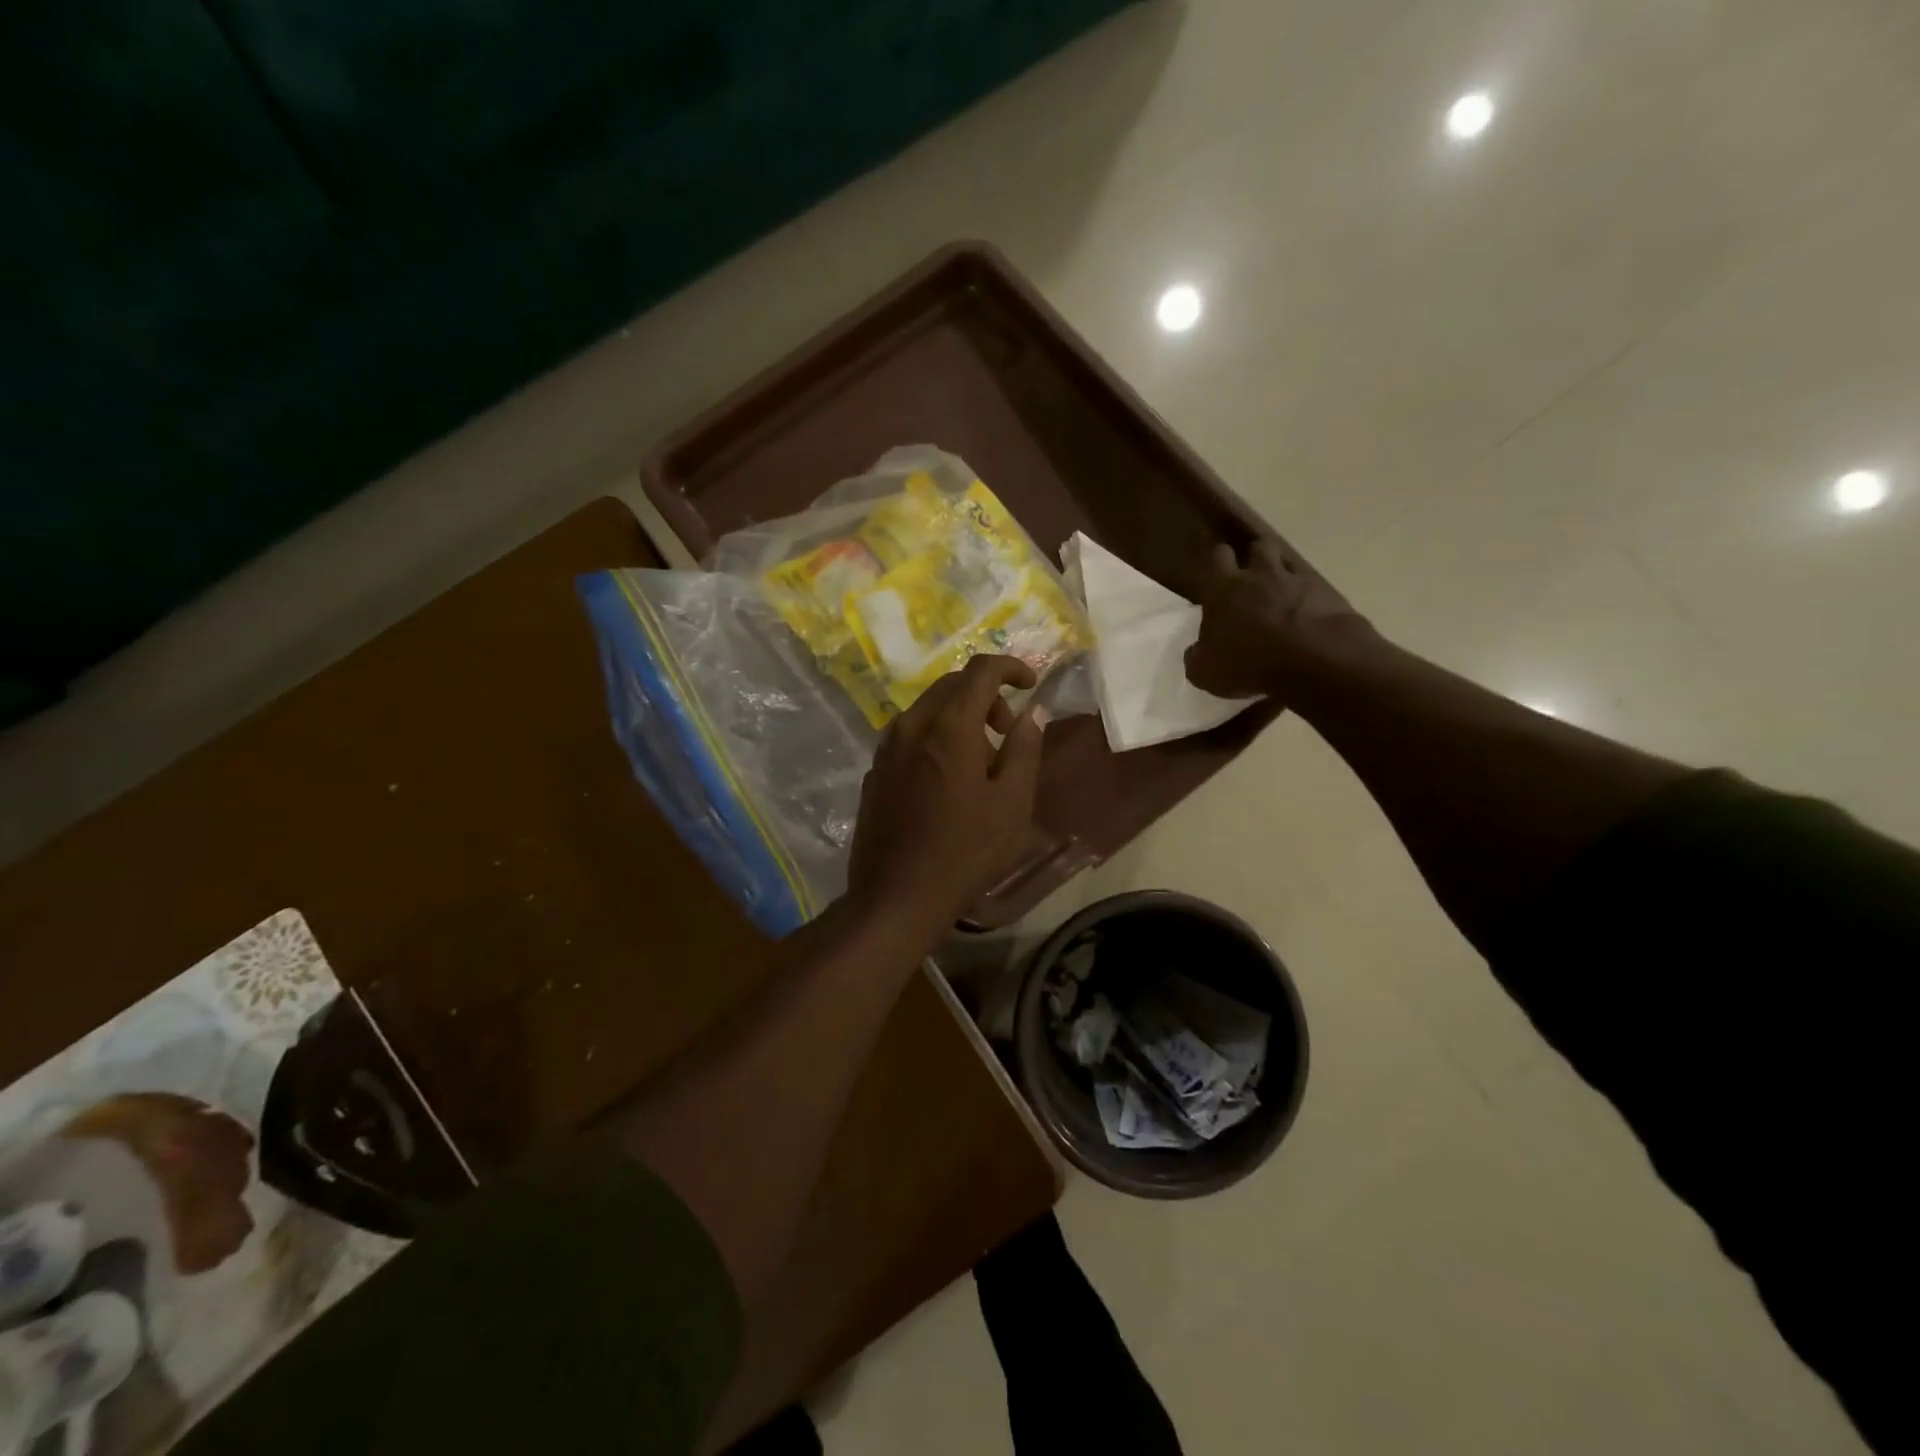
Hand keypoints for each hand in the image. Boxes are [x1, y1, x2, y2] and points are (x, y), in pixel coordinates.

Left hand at [846, 655, 1047, 934]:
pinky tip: (948, 779)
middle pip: (951, 685)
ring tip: (982, 760)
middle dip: (986, 695)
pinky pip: (910, 735)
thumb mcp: (1012, 802)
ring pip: (928, 709)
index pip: (980, 670)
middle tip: (1009, 729)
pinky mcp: (874, 770)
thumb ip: (1024, 748)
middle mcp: (911, 725)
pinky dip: (936, 737)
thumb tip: (1033, 711)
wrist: (896, 896)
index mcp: (948, 726)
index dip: (1011, 667)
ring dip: (960, 717)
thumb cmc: (965, 851)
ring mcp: (886, 747)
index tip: (1032, 684)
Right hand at [1184, 536, 1373, 698]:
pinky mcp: (1328, 595)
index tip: (1220, 575)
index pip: (1218, 557)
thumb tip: (1196, 651)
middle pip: (1259, 548)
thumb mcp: (1205, 672)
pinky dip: (1311, 602)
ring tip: (1283, 600)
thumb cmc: (1248, 663)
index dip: (1219, 563)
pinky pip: (1316, 591)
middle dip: (1255, 559)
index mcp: (1225, 588)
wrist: (1314, 661)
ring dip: (1285, 577)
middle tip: (1253, 581)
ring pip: (1289, 565)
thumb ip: (1197, 657)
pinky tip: (1309, 622)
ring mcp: (1298, 582)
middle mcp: (1261, 576)